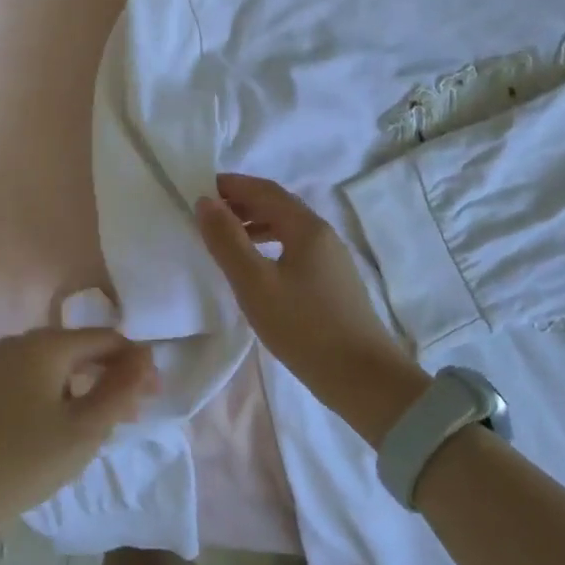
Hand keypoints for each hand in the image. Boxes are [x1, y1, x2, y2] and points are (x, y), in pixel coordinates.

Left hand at [0, 327, 156, 514]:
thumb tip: (146, 357)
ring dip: (89, 386)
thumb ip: (120, 390)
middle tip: (137, 411)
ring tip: (108, 421)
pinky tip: (70, 421)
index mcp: (47, 344)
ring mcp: (0, 363)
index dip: (136, 363)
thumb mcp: (84, 429)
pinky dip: (62, 393)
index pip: (106, 339)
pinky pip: (38, 378)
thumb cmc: (24, 459)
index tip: (157, 396)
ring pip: (60, 365)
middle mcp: (22, 341)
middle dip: (113, 375)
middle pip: (82, 348)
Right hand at [196, 174, 426, 444]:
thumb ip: (227, 240)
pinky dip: (269, 244)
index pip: (264, 190)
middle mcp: (323, 234)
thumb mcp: (255, 284)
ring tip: (225, 238)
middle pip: (278, 205)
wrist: (364, 379)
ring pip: (287, 227)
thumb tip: (205, 201)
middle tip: (207, 213)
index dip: (232, 185)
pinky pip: (295, 248)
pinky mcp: (333, 282)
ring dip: (254, 224)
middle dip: (241, 203)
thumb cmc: (304, 328)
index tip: (199, 189)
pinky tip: (256, 268)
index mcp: (306, 227)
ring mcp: (332, 259)